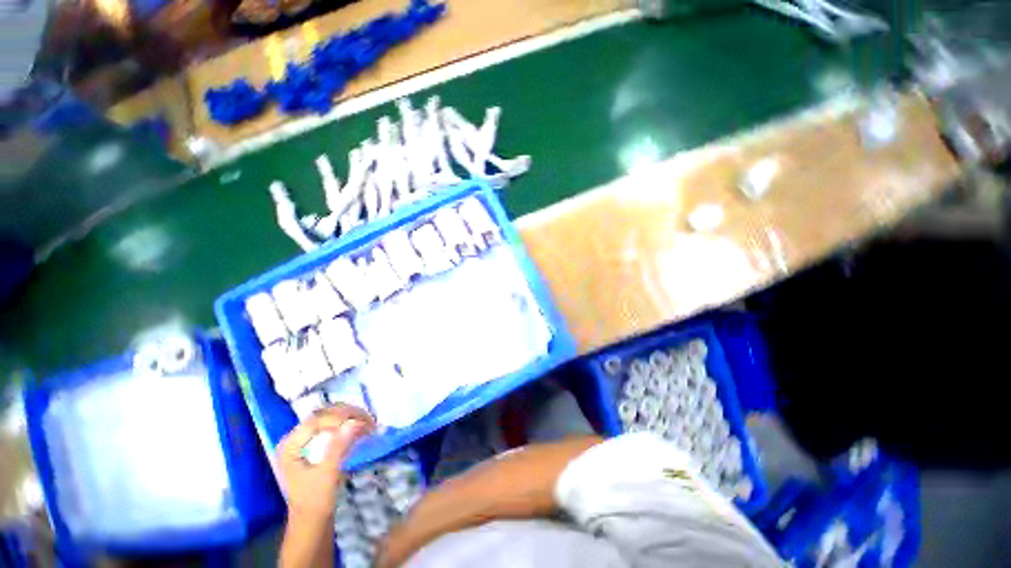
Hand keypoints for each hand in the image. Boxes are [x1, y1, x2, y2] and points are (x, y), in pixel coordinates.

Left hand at [277, 404, 375, 521]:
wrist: (312, 523)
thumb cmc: (315, 501)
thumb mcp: (327, 474)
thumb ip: (339, 447)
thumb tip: (355, 423)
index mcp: (291, 444)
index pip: (318, 419)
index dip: (341, 417)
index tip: (363, 423)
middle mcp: (296, 438)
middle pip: (325, 415)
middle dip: (349, 415)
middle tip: (370, 421)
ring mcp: (306, 441)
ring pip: (332, 418)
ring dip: (352, 418)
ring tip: (369, 424)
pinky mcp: (316, 446)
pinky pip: (334, 427)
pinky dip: (349, 426)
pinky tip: (362, 430)